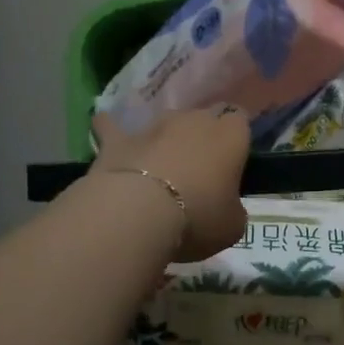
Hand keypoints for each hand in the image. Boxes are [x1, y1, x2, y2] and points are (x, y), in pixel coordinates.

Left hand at [92, 107, 249, 261]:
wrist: (138, 213)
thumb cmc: (198, 217)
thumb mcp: (232, 226)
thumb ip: (232, 208)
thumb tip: (224, 206)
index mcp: (230, 136)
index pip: (240, 121)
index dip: (236, 140)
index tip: (232, 161)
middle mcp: (194, 120)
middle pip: (203, 118)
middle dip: (202, 137)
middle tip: (199, 169)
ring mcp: (153, 126)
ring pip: (165, 122)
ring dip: (165, 138)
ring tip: (160, 165)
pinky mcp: (118, 139)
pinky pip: (112, 126)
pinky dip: (110, 128)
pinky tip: (104, 128)